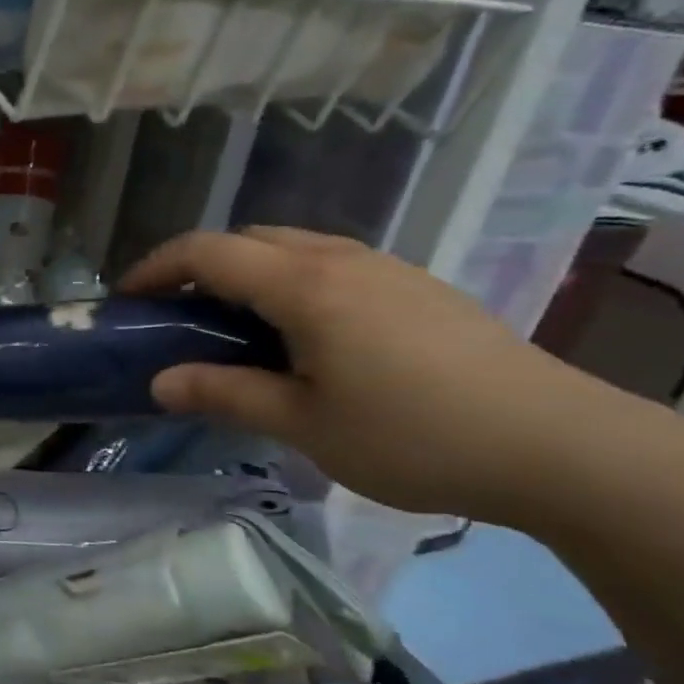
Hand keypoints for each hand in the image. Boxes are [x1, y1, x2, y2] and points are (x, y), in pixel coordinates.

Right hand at [121, 228, 610, 522]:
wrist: (558, 445)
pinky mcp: (417, 287)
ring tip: (232, 324)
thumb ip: (225, 394)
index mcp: (305, 286)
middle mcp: (342, 259)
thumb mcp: (303, 424)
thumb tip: (159, 382)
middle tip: (175, 314)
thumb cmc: (413, 435)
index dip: (157, 267)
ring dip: (247, 271)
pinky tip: (301, 333)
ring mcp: (386, 268)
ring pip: (293, 246)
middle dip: (199, 265)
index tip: (125, 299)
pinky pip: (331, 264)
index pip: (209, 251)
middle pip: (249, 238)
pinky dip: (289, 281)